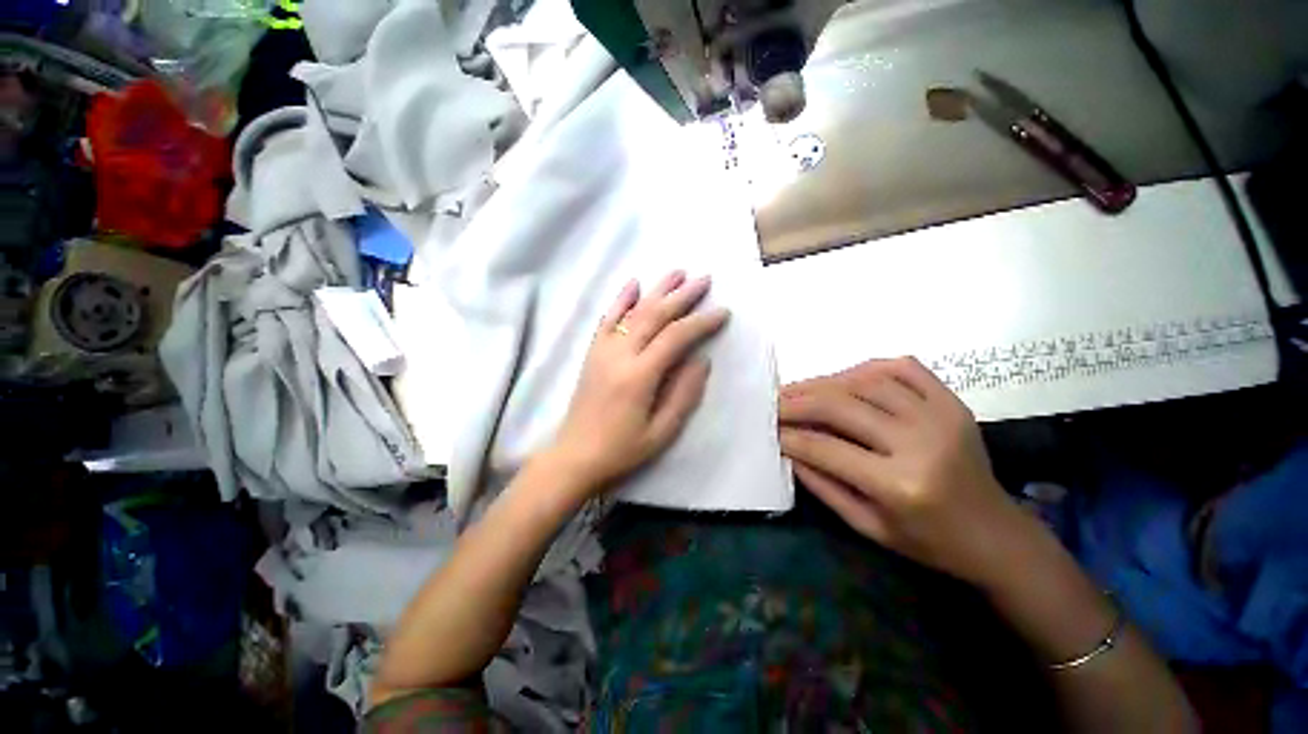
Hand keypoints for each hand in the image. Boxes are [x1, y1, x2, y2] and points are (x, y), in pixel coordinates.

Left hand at [547, 271, 729, 495]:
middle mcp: (620, 355)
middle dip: (682, 296)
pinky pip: (608, 319)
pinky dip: (621, 299)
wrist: (575, 454)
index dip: (701, 322)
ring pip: (633, 311)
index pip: (675, 337)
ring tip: (678, 272)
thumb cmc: (622, 449)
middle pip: (654, 315)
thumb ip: (684, 394)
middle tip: (704, 280)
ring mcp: (603, 350)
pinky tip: (634, 283)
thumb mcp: (662, 432)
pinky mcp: (593, 352)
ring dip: (657, 289)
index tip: (722, 312)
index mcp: (639, 375)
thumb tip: (701, 360)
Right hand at [778, 357, 1022, 584]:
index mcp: (901, 485)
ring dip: (824, 383)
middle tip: (773, 402)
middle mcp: (921, 442)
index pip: (826, 448)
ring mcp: (940, 415)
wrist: (997, 534)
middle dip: (797, 401)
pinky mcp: (952, 402)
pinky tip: (845, 379)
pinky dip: (866, 367)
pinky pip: (902, 368)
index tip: (767, 429)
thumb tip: (787, 448)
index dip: (790, 436)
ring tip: (800, 390)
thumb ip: (823, 484)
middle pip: (841, 407)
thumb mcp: (867, 526)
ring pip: (866, 381)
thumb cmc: (929, 541)